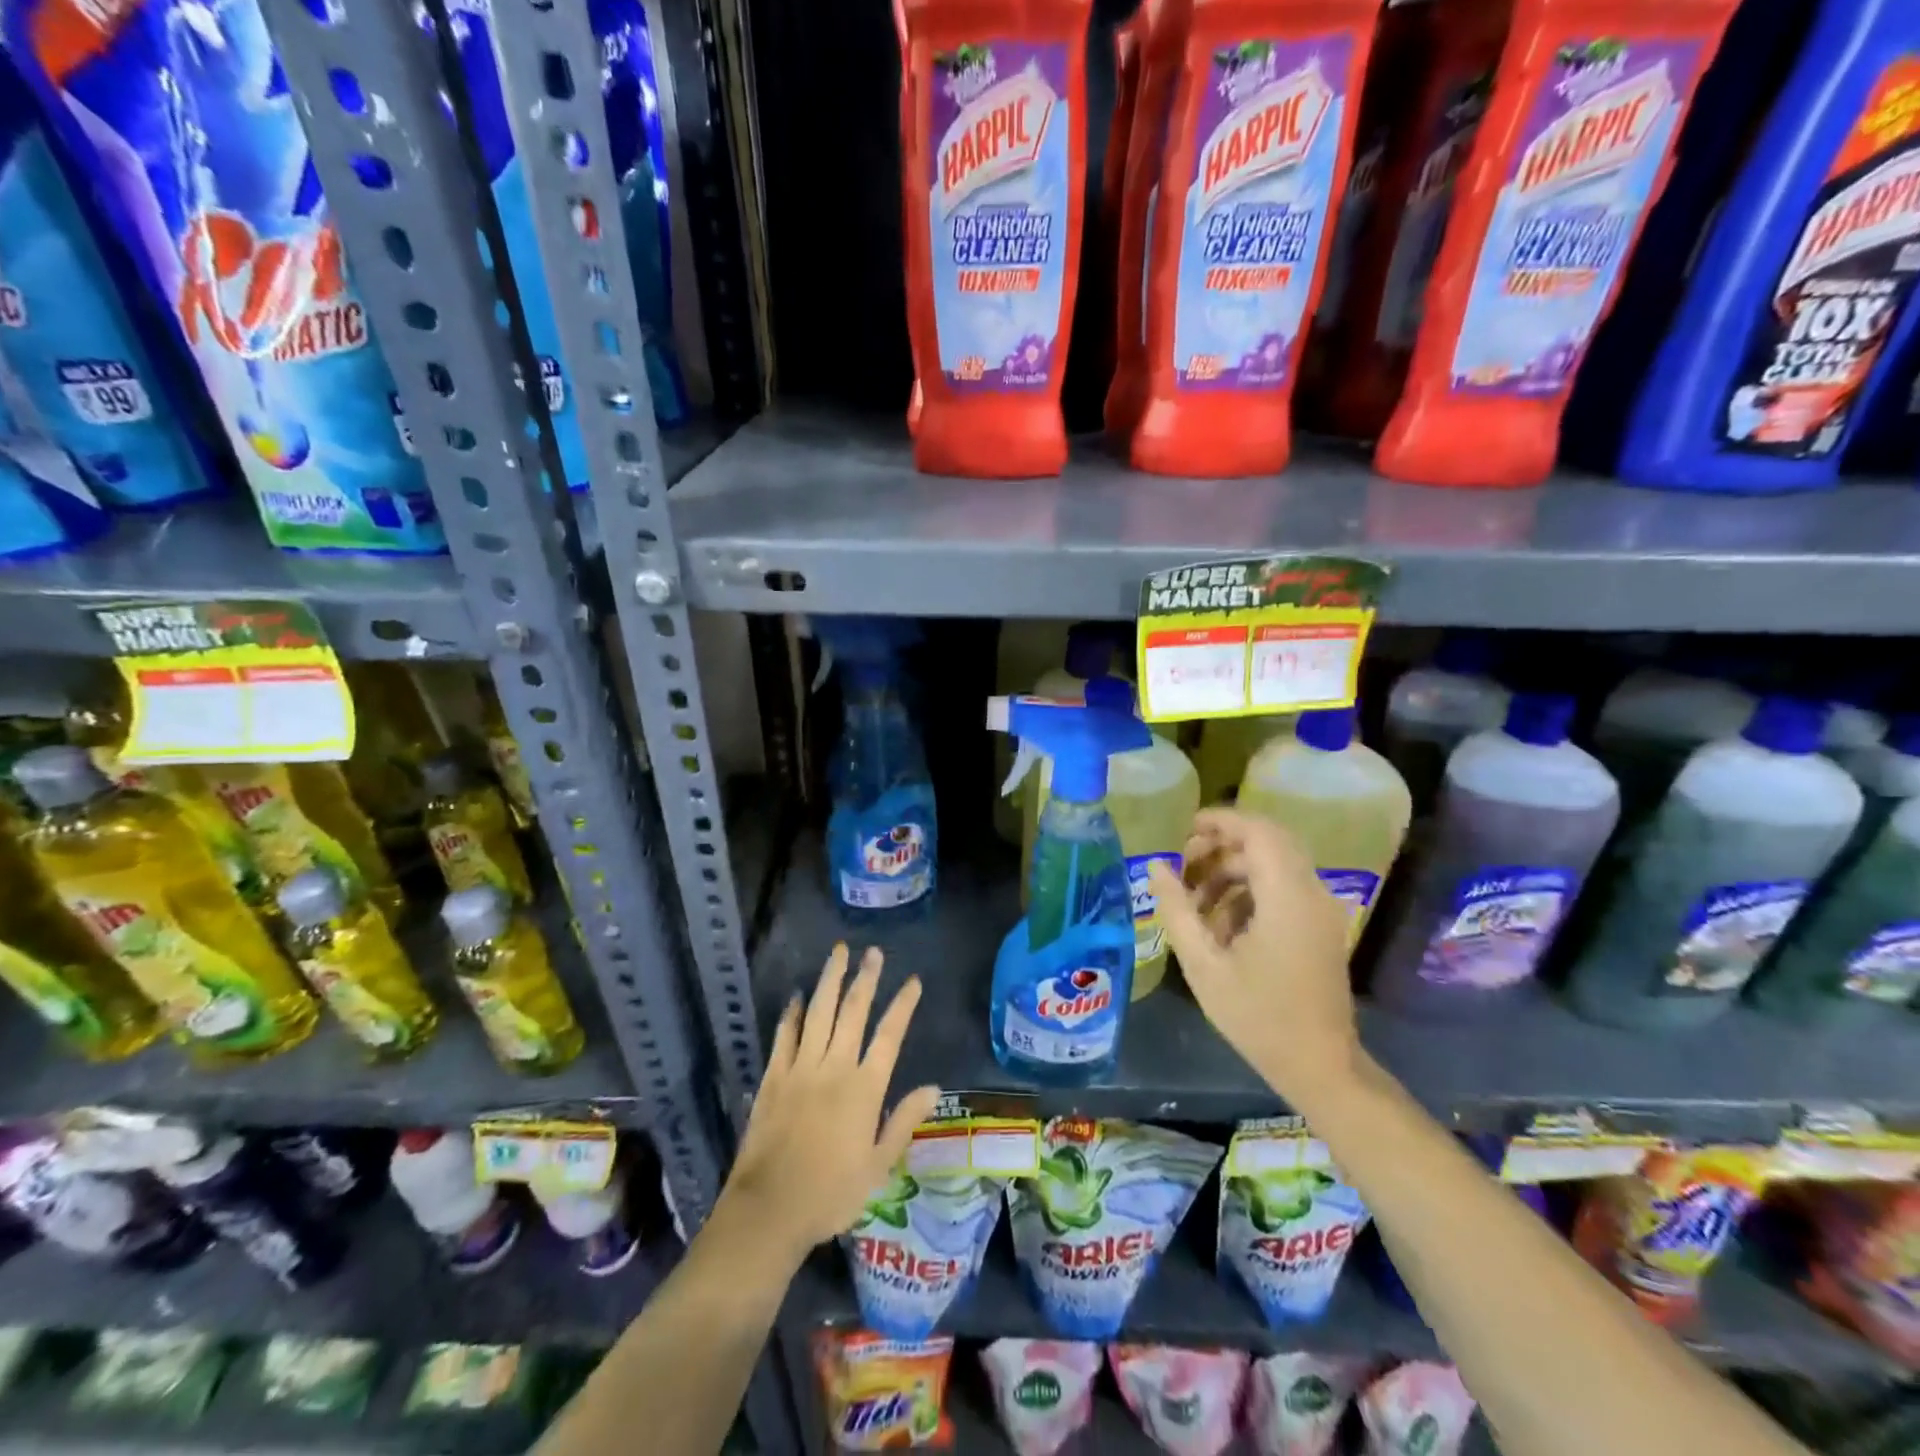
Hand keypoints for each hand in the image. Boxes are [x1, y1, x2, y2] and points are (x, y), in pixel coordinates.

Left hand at [721, 945, 941, 1266]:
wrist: (768, 1210)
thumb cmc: (831, 1194)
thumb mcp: (878, 1166)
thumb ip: (904, 1121)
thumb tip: (933, 1087)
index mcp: (864, 1089)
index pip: (889, 1035)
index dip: (902, 1005)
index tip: (913, 981)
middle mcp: (834, 1068)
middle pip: (853, 1012)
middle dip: (865, 978)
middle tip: (873, 951)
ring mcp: (800, 1068)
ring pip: (818, 1013)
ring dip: (830, 980)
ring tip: (839, 953)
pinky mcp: (774, 1077)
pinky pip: (785, 1036)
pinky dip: (792, 1013)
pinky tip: (797, 996)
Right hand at [1147, 808, 1357, 1100]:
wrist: (1319, 1066)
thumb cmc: (1257, 1017)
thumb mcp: (1204, 965)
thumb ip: (1177, 909)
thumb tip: (1156, 865)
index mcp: (1287, 898)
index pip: (1259, 832)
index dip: (1221, 821)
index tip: (1184, 829)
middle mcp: (1312, 893)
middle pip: (1267, 842)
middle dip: (1221, 845)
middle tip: (1183, 864)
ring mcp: (1321, 910)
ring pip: (1274, 864)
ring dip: (1233, 870)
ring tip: (1193, 899)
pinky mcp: (1320, 926)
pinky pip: (1283, 887)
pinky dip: (1249, 890)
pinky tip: (1219, 922)